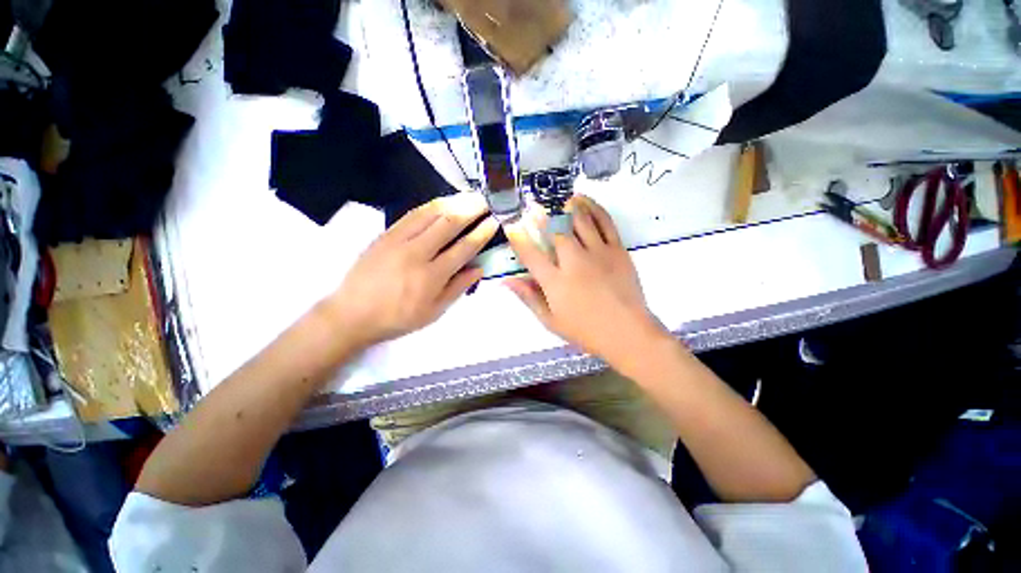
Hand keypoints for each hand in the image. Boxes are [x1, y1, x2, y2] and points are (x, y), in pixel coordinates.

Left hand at [322, 193, 498, 347]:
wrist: (352, 313)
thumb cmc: (397, 318)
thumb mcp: (433, 311)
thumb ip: (457, 288)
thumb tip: (479, 268)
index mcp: (431, 276)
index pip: (464, 248)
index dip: (481, 233)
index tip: (494, 221)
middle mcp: (417, 253)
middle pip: (448, 223)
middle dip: (471, 209)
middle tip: (485, 200)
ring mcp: (398, 240)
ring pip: (430, 213)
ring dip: (453, 202)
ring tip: (468, 196)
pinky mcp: (385, 234)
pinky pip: (412, 214)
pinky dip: (430, 206)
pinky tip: (441, 202)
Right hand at [505, 195, 668, 366]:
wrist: (628, 333)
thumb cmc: (585, 330)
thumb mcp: (550, 320)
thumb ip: (529, 297)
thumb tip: (507, 280)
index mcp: (555, 282)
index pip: (530, 254)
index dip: (517, 237)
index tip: (511, 224)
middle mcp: (574, 262)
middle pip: (555, 230)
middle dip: (541, 214)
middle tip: (533, 204)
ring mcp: (598, 253)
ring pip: (580, 220)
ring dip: (566, 206)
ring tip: (558, 198)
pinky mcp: (617, 250)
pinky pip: (604, 222)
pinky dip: (593, 207)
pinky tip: (584, 201)